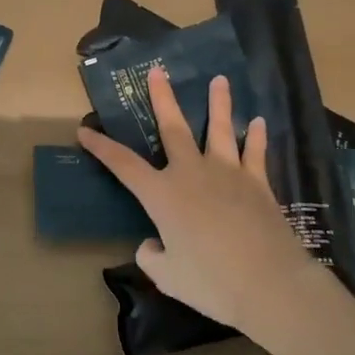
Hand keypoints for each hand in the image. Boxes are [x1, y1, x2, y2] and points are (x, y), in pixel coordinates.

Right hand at [78, 67, 310, 332]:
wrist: (270, 284)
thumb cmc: (211, 282)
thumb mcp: (167, 276)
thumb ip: (152, 255)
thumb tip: (152, 243)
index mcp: (162, 194)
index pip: (123, 165)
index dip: (101, 147)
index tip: (84, 130)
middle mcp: (191, 173)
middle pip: (173, 128)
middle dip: (162, 98)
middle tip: (158, 71)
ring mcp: (228, 174)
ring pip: (220, 129)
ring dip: (219, 103)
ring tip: (220, 80)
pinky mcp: (258, 184)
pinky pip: (255, 153)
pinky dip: (257, 137)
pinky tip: (259, 123)